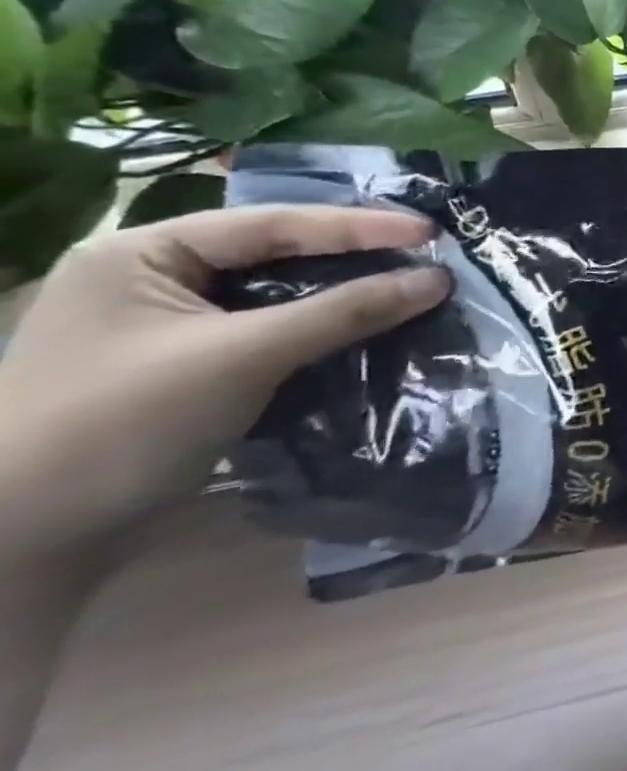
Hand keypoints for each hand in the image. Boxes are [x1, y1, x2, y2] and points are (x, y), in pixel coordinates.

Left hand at [0, 206, 448, 566]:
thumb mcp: (243, 357)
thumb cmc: (118, 427)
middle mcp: (151, 276)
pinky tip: (364, 327)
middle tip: (427, 254)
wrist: (17, 547)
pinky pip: (268, 328)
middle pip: (277, 252)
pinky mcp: (183, 365)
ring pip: (276, 292)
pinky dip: (318, 327)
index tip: (433, 233)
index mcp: (143, 252)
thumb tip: (439, 280)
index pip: (274, 224)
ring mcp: (165, 323)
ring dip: (342, 293)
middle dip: (355, 255)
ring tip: (408, 286)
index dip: (360, 227)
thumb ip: (345, 312)